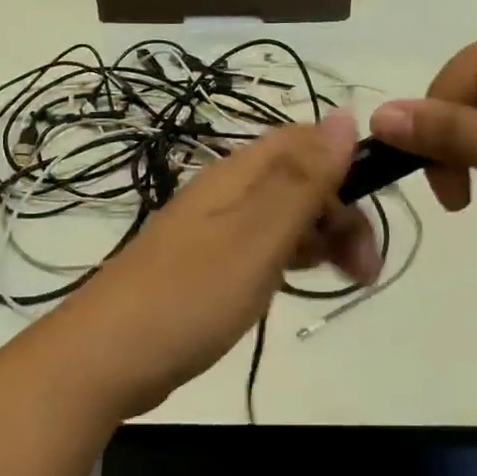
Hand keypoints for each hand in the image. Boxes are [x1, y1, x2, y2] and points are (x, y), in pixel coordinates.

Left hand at [52, 111, 379, 418]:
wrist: (103, 360)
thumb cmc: (189, 297)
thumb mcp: (256, 236)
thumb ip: (302, 179)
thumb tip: (345, 115)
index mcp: (238, 174)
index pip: (306, 142)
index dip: (346, 167)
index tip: (373, 215)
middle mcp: (227, 192)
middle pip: (299, 179)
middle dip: (340, 214)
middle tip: (365, 272)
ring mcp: (214, 230)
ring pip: (283, 215)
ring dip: (321, 239)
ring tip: (345, 282)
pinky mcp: (207, 265)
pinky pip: (262, 247)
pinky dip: (291, 259)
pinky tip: (299, 285)